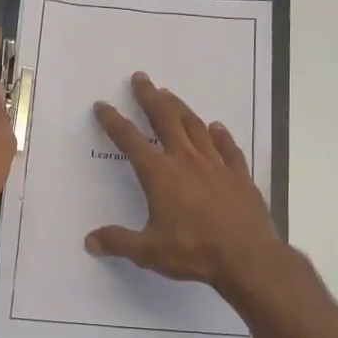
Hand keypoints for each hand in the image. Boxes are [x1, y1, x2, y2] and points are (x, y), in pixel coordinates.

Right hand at [85, 72, 287, 298]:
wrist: (247, 258)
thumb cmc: (194, 252)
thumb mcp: (149, 252)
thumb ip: (119, 242)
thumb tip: (90, 241)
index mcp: (160, 175)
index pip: (130, 141)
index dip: (114, 122)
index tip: (103, 105)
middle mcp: (187, 161)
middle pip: (165, 120)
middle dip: (150, 98)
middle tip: (141, 78)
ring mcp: (216, 165)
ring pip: (195, 127)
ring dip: (181, 108)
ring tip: (171, 95)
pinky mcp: (240, 176)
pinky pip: (228, 148)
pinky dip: (221, 136)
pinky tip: (217, 128)